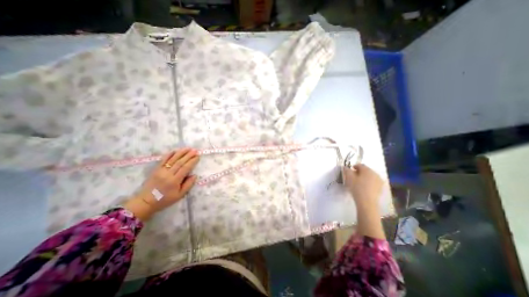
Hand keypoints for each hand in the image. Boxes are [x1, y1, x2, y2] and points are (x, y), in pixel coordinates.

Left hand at [124, 148, 200, 219]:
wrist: (146, 202)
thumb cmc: (165, 199)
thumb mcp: (179, 195)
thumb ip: (188, 185)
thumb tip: (194, 175)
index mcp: (175, 180)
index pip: (185, 168)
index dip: (192, 161)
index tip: (198, 157)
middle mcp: (168, 174)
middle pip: (180, 162)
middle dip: (188, 155)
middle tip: (195, 150)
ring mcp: (161, 170)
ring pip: (172, 159)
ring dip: (181, 153)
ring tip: (188, 148)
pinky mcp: (156, 169)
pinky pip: (163, 160)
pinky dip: (169, 154)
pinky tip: (175, 150)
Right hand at [346, 164, 382, 209]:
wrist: (367, 202)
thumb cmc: (357, 187)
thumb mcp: (349, 178)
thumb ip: (347, 170)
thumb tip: (345, 167)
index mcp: (367, 170)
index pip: (360, 165)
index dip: (354, 167)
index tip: (349, 171)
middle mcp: (375, 173)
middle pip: (366, 170)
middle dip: (359, 172)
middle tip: (352, 177)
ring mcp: (379, 181)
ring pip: (370, 176)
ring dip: (364, 178)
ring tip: (358, 183)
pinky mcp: (380, 188)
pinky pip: (373, 182)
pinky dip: (368, 183)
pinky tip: (363, 187)